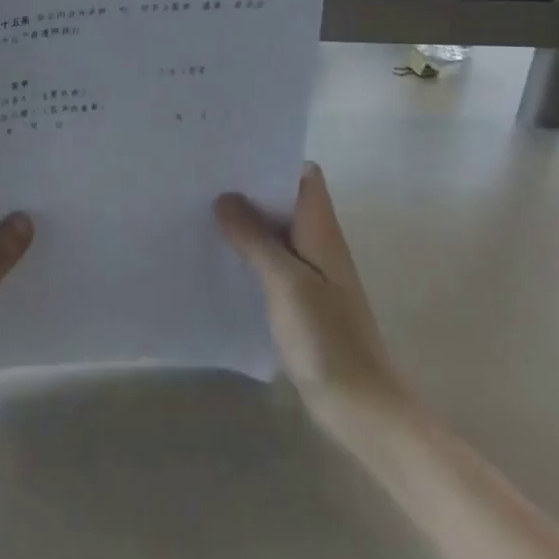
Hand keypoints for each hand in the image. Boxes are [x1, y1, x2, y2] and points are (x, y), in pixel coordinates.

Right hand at [216, 163, 409, 439]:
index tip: (232, 154)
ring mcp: (310, 272)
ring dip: (245, 221)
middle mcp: (318, 244)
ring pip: (275, 231)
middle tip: (203, 179)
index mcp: (322, 231)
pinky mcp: (299, 298)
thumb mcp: (286, 282)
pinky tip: (217, 256)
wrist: (358, 403)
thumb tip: (225, 197)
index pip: (304, 176)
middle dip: (249, 188)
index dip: (273, 160)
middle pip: (284, 200)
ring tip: (200, 210)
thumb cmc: (326, 337)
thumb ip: (255, 238)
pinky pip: (270, 261)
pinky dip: (247, 252)